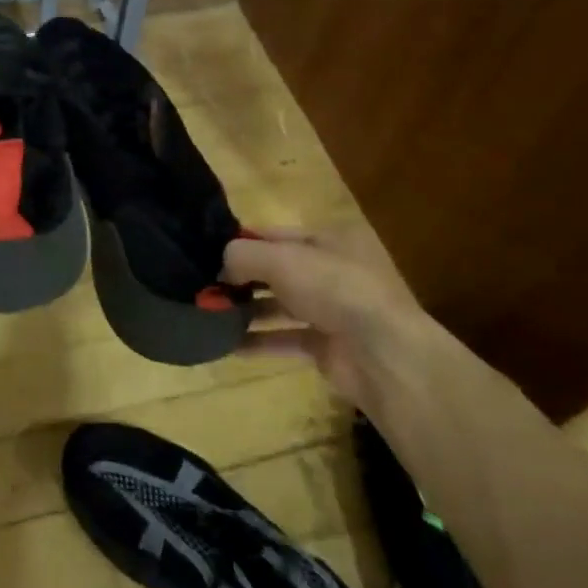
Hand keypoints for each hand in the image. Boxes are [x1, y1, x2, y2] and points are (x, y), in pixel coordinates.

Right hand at [224, 219, 438, 406]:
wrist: (383, 353)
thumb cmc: (334, 288)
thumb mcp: (282, 259)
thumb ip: (243, 255)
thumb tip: (220, 266)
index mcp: (329, 239)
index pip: (276, 235)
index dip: (243, 242)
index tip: (207, 253)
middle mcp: (332, 271)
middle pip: (277, 271)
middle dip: (241, 279)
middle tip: (203, 286)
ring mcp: (332, 310)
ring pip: (280, 305)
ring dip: (247, 311)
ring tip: (210, 315)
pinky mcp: (328, 346)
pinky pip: (285, 339)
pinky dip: (259, 342)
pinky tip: (228, 346)